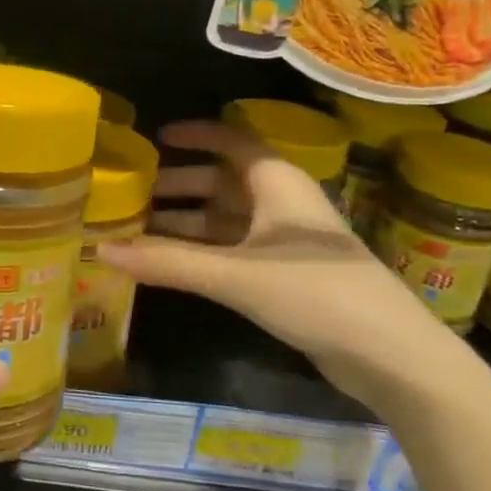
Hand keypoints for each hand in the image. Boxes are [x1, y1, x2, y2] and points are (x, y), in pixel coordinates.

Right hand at [97, 120, 466, 411]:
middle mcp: (282, 205)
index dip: (196, 135)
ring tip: (139, 229)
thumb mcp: (236, 274)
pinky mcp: (289, 277)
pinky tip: (173, 264)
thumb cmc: (316, 293)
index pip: (233, 141)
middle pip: (223, 182)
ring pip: (228, 219)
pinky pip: (235, 250)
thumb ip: (168, 262)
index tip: (157, 137)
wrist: (391, 355)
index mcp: (277, 183)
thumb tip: (100, 249)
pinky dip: (204, 251)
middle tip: (133, 192)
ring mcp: (287, 243)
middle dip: (180, 184)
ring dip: (187, 222)